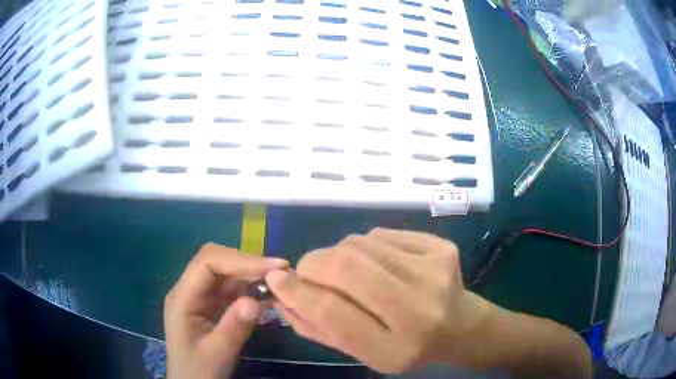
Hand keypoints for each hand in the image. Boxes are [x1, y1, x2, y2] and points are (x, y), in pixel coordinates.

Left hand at [164, 244, 288, 378]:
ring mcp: (200, 297)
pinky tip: (266, 294)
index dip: (240, 260)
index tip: (273, 268)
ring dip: (250, 273)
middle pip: (214, 260)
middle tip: (278, 271)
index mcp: (182, 298)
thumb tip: (256, 301)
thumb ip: (234, 328)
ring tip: (277, 281)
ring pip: (224, 272)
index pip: (207, 263)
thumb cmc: (199, 371)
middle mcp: (189, 290)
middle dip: (246, 263)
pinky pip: (231, 288)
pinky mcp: (211, 305)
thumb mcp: (217, 354)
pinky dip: (250, 287)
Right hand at [265, 229, 492, 372]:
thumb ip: (319, 328)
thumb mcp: (363, 353)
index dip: (296, 293)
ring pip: (359, 244)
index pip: (332, 313)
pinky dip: (365, 246)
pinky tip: (377, 263)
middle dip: (312, 264)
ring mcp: (434, 271)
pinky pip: (380, 234)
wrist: (461, 327)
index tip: (275, 281)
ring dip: (338, 254)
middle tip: (307, 271)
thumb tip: (280, 295)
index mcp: (395, 348)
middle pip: (345, 267)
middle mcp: (418, 309)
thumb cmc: (408, 348)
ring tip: (347, 271)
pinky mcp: (441, 247)